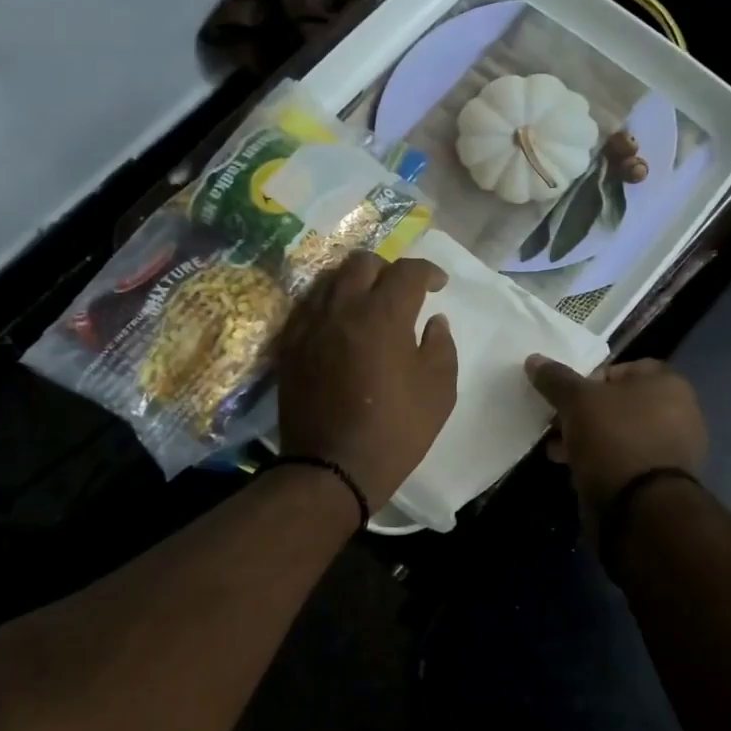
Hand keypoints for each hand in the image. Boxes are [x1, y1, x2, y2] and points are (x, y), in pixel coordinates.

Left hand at [277, 252, 458, 510]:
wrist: (333, 467)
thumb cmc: (396, 430)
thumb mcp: (439, 390)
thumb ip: (441, 346)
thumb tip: (434, 321)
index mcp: (383, 314)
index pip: (407, 271)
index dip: (428, 272)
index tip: (438, 285)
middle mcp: (342, 308)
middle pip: (362, 263)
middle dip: (388, 270)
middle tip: (401, 293)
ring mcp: (309, 324)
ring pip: (330, 279)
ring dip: (355, 283)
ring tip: (369, 305)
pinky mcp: (289, 345)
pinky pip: (309, 306)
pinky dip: (330, 305)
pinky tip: (341, 326)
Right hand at [525, 356, 707, 513]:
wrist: (640, 507)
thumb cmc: (614, 437)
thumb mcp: (577, 401)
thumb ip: (556, 379)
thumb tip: (534, 360)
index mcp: (668, 383)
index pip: (621, 369)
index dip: (589, 379)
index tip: (565, 396)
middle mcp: (679, 412)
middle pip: (618, 404)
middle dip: (583, 414)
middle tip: (556, 425)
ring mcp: (673, 449)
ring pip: (619, 434)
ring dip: (587, 439)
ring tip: (558, 452)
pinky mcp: (661, 481)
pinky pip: (624, 461)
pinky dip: (601, 462)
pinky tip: (576, 472)